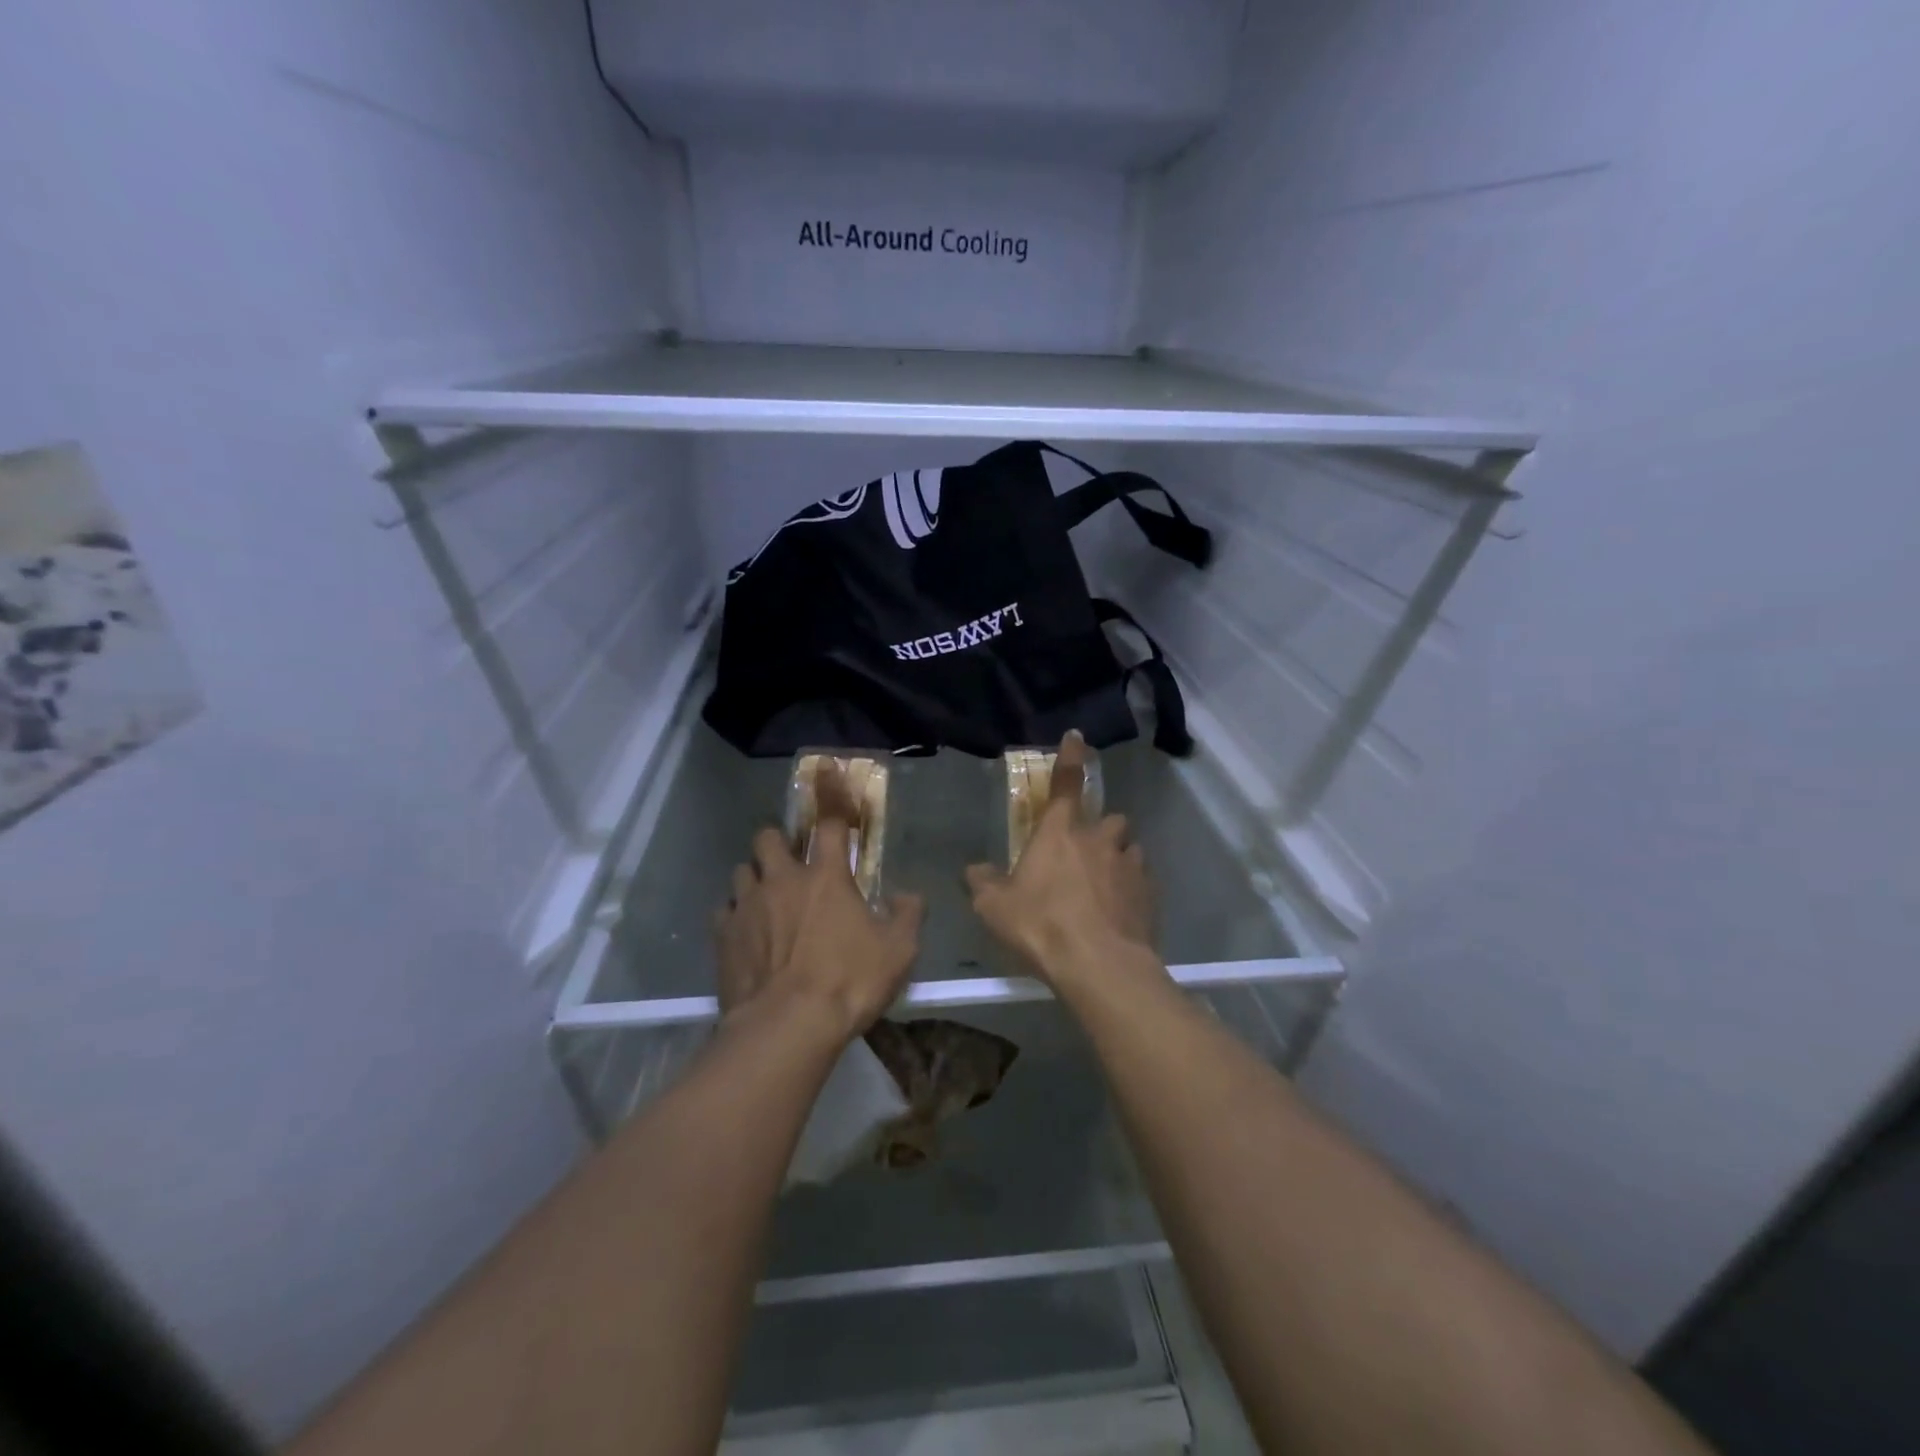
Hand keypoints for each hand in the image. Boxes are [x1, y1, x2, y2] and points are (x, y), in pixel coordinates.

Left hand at [713, 763, 924, 1044]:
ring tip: (766, 897)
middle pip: (768, 838)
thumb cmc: (849, 982)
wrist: (788, 1026)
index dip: (834, 804)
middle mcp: (783, 880)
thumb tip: (908, 896)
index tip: (833, 792)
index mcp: (827, 876)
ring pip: (741, 870)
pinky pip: (725, 911)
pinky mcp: (724, 936)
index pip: (831, 826)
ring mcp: (748, 906)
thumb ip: (907, 915)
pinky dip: (735, 915)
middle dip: (777, 842)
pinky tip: (746, 933)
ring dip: (754, 877)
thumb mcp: (899, 951)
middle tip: (790, 862)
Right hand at [965, 731, 1156, 989]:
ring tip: (1105, 884)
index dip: (1071, 757)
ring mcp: (1129, 864)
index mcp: (1060, 832)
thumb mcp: (994, 908)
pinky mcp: (1150, 893)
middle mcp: (1099, 839)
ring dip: (1118, 857)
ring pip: (1129, 847)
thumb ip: (983, 883)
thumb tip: (974, 870)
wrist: (1099, 965)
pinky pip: (1142, 880)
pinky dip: (1131, 888)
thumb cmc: (1041, 926)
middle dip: (1099, 829)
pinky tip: (1120, 912)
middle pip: (1107, 818)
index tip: (1077, 737)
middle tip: (1085, 853)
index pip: (1066, 783)